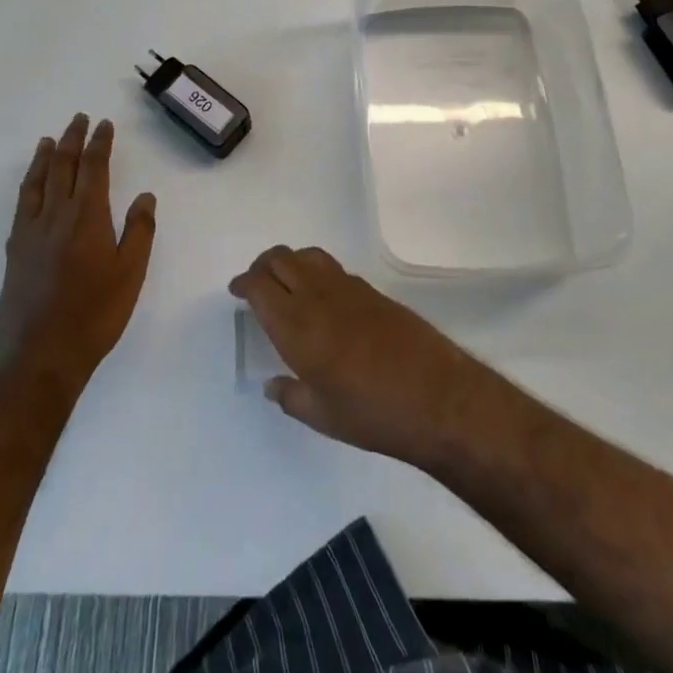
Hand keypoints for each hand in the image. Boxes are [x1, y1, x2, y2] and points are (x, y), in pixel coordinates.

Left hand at [0, 114, 156, 393]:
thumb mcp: (130, 274)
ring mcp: (31, 231)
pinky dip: (28, 183)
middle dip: (72, 140)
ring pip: (38, 181)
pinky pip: (22, 203)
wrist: (40, 356)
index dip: (99, 143)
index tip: (104, 125)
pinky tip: (31, 184)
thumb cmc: (94, 315)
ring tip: (49, 139)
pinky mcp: (15, 250)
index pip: (94, 168)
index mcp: (87, 217)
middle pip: (63, 167)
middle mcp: (56, 215)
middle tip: (78, 119)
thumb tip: (144, 195)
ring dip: (45, 156)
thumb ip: (139, 231)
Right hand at [229, 246, 491, 467]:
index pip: (260, 286)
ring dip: (289, 262)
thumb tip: (272, 385)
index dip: (244, 283)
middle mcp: (317, 297)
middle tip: (255, 283)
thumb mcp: (322, 416)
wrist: (435, 396)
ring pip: (307, 255)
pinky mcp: (371, 290)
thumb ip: (290, 397)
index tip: (236, 291)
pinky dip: (315, 271)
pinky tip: (320, 296)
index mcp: (297, 327)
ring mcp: (347, 288)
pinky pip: (331, 267)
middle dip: (262, 266)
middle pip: (280, 260)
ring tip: (285, 282)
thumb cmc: (372, 413)